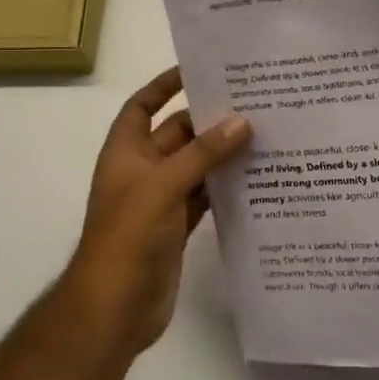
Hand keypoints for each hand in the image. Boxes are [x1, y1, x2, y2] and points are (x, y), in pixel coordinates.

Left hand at [68, 67, 251, 354]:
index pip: (142, 106)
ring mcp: (160, 201)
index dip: (163, 85)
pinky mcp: (178, 227)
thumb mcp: (164, 185)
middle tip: (252, 104)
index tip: (198, 70)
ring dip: (222, 155)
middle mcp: (142, 171)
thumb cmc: (129, 236)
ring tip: (264, 135)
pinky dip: (224, 188)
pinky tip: (256, 178)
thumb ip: (203, 153)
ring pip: (195, 166)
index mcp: (126, 153)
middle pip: (177, 135)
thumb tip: (242, 121)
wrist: (115, 308)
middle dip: (208, 121)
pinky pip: (204, 197)